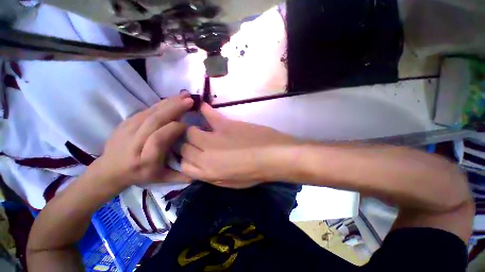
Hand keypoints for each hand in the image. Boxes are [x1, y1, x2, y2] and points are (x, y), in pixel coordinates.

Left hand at [93, 93, 193, 187]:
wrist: (109, 170)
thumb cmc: (140, 175)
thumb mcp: (162, 179)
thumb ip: (181, 176)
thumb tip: (200, 170)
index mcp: (145, 160)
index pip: (159, 139)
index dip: (175, 129)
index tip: (189, 125)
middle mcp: (134, 143)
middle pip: (154, 121)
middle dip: (174, 108)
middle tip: (190, 100)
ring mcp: (126, 130)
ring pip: (150, 112)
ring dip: (169, 102)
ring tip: (184, 95)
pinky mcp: (125, 122)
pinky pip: (145, 110)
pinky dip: (160, 103)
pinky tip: (171, 99)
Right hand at [180, 103, 298, 186]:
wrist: (273, 156)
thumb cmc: (254, 173)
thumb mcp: (230, 183)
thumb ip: (211, 176)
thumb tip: (199, 168)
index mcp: (207, 172)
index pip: (184, 164)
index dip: (186, 159)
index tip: (192, 155)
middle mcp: (205, 155)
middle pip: (184, 146)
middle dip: (188, 144)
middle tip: (197, 142)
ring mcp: (214, 138)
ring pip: (191, 131)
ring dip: (194, 130)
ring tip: (201, 129)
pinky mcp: (225, 124)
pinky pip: (209, 114)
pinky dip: (204, 110)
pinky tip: (201, 106)